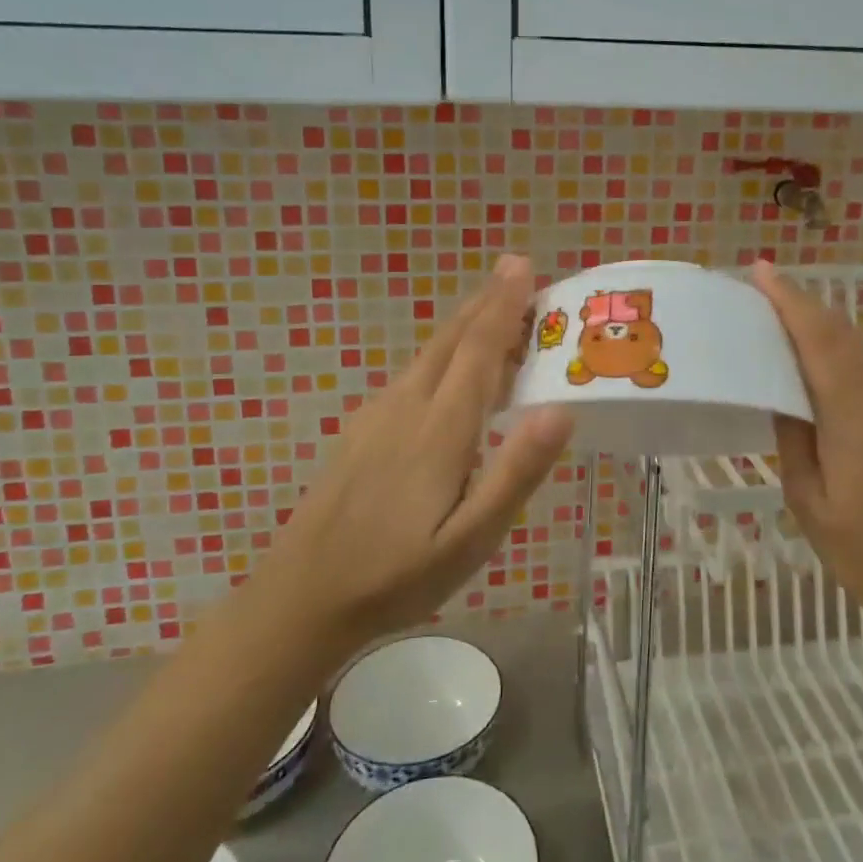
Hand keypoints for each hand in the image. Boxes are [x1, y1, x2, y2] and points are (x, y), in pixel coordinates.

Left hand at [272, 256, 572, 656]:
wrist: (302, 596)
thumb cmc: (397, 575)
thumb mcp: (471, 540)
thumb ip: (515, 473)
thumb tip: (561, 409)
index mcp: (440, 428)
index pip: (479, 350)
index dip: (504, 305)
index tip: (523, 266)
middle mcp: (407, 406)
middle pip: (452, 339)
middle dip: (486, 301)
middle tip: (517, 270)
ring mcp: (378, 416)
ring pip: (430, 353)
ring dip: (466, 325)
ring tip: (496, 312)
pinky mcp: (363, 430)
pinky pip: (413, 374)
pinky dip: (444, 353)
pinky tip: (450, 370)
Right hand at [753, 260, 862, 649]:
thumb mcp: (813, 507)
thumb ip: (795, 445)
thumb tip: (782, 400)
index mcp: (854, 419)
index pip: (821, 343)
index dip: (792, 302)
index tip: (761, 272)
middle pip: (842, 337)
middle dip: (802, 304)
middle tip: (759, 288)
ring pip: (853, 354)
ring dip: (816, 328)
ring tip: (773, 319)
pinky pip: (860, 377)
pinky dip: (829, 356)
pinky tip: (805, 368)